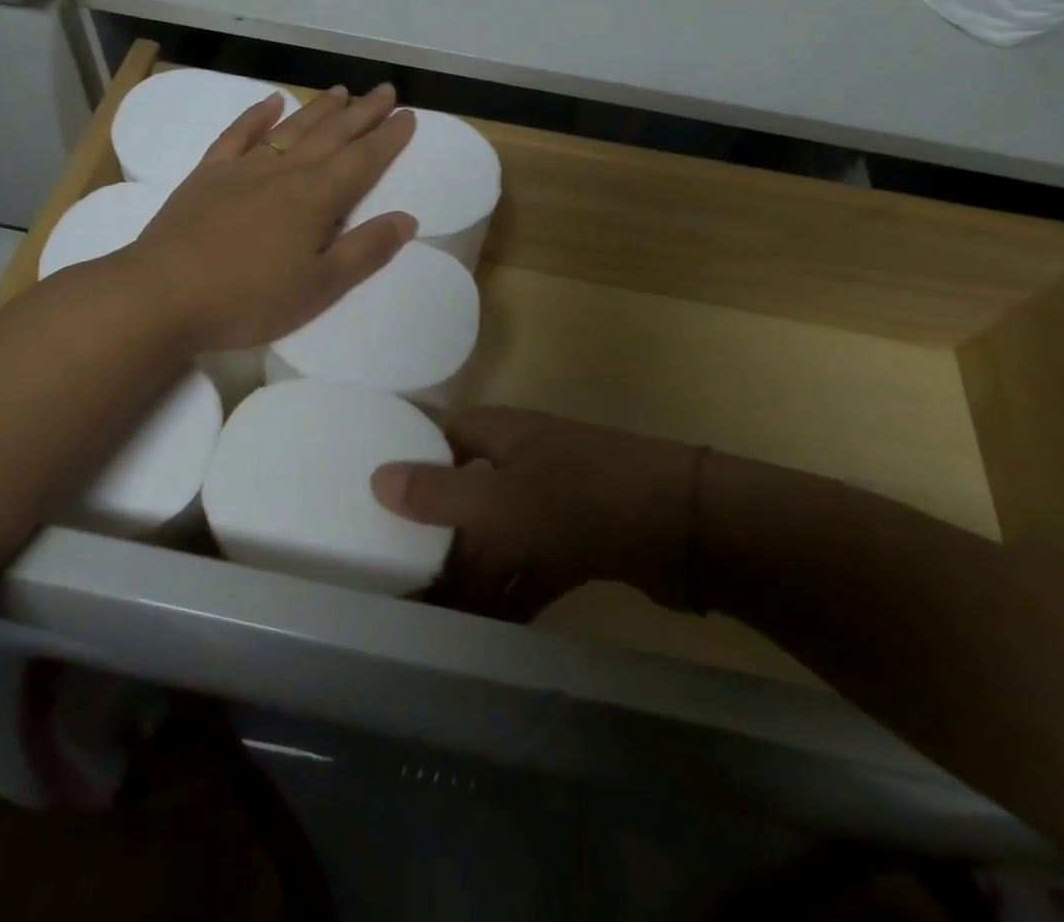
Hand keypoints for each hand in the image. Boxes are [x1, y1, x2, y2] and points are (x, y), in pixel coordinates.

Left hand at [127, 83, 417, 352]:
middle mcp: (284, 172)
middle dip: (362, 113)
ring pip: (290, 129)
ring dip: (319, 109)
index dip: (388, 138)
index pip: (363, 160)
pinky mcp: (208, 174)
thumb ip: (365, 251)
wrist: (162, 294)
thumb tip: (407, 219)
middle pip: (332, 135)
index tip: (408, 115)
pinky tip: (271, 102)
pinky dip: (256, 115)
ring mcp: (243, 168)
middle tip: (385, 91)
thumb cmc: (248, 299)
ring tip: (342, 91)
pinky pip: (237, 135)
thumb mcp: (319, 287)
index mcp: (316, 198)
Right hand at [370, 408, 702, 620]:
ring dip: (476, 573)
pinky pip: (536, 564)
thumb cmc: (580, 499)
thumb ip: (438, 496)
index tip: (379, 503)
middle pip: (471, 494)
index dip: (415, 464)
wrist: (686, 527)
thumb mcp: (501, 501)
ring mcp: (558, 500)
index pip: (445, 439)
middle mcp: (526, 461)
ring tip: (437, 619)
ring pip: (502, 534)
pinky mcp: (584, 539)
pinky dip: (515, 591)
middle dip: (441, 537)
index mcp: (504, 435)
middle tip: (402, 581)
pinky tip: (492, 628)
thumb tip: (376, 477)